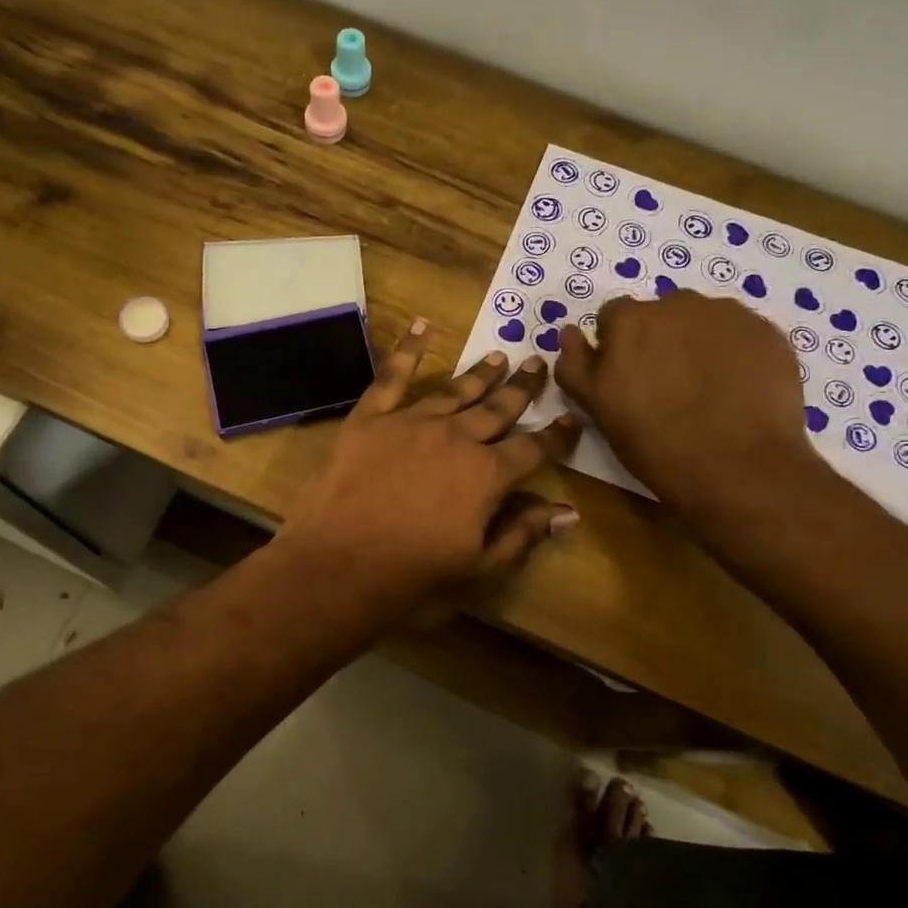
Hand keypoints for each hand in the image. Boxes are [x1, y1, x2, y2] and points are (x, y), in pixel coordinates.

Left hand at [278, 320, 583, 622]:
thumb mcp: (478, 571)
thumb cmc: (411, 581)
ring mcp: (411, 423)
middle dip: (521, 389)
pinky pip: (391, 377)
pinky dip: (407, 350)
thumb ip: (523, 535)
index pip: (533, 450)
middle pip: (497, 410)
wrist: (335, 569)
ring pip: (454, 391)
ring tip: (498, 356)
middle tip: (537, 363)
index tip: (572, 419)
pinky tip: (420, 326)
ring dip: (479, 374)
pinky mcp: (369, 419)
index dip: (556, 436)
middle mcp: (455, 439)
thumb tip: (568, 512)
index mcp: (487, 476)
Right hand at [554, 290, 812, 514]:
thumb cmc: (655, 443)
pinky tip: (737, 391)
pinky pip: (740, 335)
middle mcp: (678, 303)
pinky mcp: (768, 332)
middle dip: (659, 341)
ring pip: (702, 321)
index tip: (626, 379)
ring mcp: (728, 315)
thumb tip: (569, 332)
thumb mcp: (598, 409)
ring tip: (706, 390)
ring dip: (697, 344)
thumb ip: (576, 365)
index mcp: (630, 320)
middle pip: (661, 314)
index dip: (617, 347)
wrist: (740, 468)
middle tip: (667, 387)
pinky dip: (734, 354)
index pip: (614, 317)